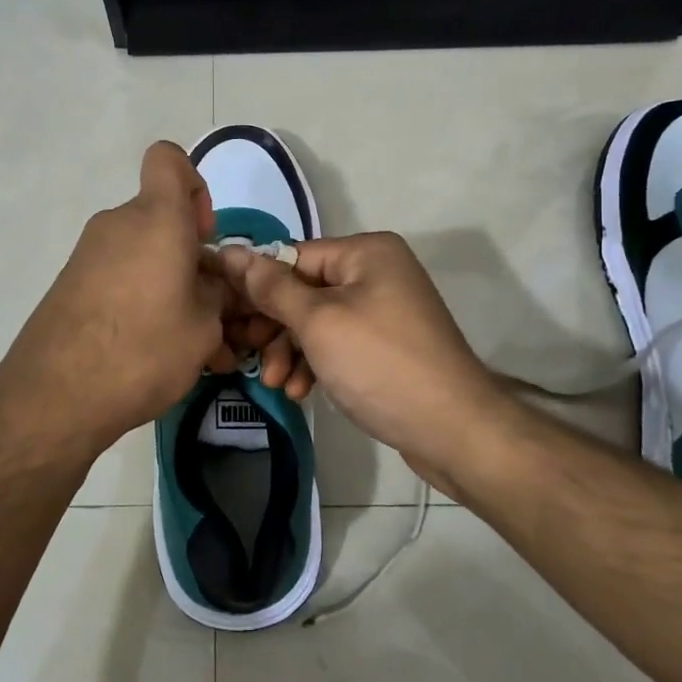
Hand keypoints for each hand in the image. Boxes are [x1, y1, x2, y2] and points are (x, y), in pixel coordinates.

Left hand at [0, 142, 236, 454]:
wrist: (54, 396)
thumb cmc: (143, 350)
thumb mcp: (204, 328)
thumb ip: (217, 294)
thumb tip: (210, 283)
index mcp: (156, 219)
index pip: (169, 159)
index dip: (193, 184)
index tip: (202, 234)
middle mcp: (118, 224)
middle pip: (160, 218)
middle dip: (188, 254)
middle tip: (207, 308)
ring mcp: (88, 253)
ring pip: (141, 252)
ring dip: (166, 283)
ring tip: (184, 340)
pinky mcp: (70, 283)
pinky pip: (117, 275)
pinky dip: (138, 298)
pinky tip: (149, 347)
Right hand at [215, 233, 507, 493]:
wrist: (453, 429)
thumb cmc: (379, 364)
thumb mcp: (318, 322)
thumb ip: (272, 288)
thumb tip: (231, 251)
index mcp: (366, 252)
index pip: (294, 257)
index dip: (258, 287)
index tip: (229, 319)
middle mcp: (378, 272)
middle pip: (305, 290)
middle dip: (275, 327)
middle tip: (247, 355)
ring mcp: (385, 310)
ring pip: (319, 321)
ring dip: (291, 351)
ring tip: (275, 383)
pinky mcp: (388, 345)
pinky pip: (340, 343)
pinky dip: (317, 362)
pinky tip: (299, 391)